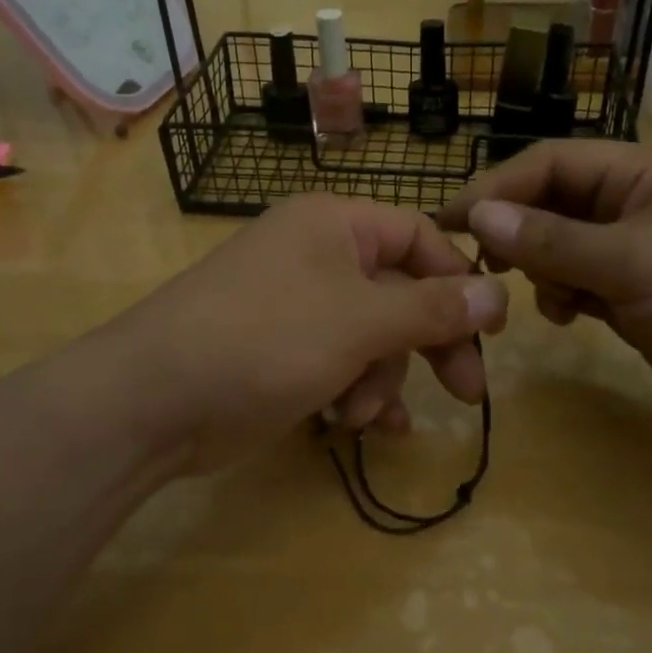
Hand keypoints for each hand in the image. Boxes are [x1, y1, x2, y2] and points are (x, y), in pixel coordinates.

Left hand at [108, 193, 508, 474]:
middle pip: (400, 293)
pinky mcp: (283, 353)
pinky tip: (364, 427)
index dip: (459, 280)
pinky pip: (342, 365)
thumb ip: (432, 308)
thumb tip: (497, 293)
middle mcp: (318, 257)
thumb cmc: (266, 340)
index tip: (491, 329)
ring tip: (362, 415)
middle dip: (429, 344)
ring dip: (380, 380)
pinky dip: (357, 393)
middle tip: (465, 391)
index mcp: (335, 225)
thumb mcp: (360, 322)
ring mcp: (298, 307)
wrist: (154, 401)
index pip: (419, 236)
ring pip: (372, 338)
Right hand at [437, 140, 651, 437]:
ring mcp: (640, 247)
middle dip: (519, 234)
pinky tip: (570, 316)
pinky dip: (567, 294)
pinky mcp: (640, 290)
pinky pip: (583, 279)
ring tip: (550, 299)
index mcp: (642, 172)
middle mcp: (637, 201)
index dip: (496, 188)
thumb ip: (552, 240)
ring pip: (563, 245)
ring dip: (544, 269)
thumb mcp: (633, 265)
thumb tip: (478, 214)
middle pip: (553, 203)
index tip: (448, 224)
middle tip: (485, 270)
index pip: (550, 163)